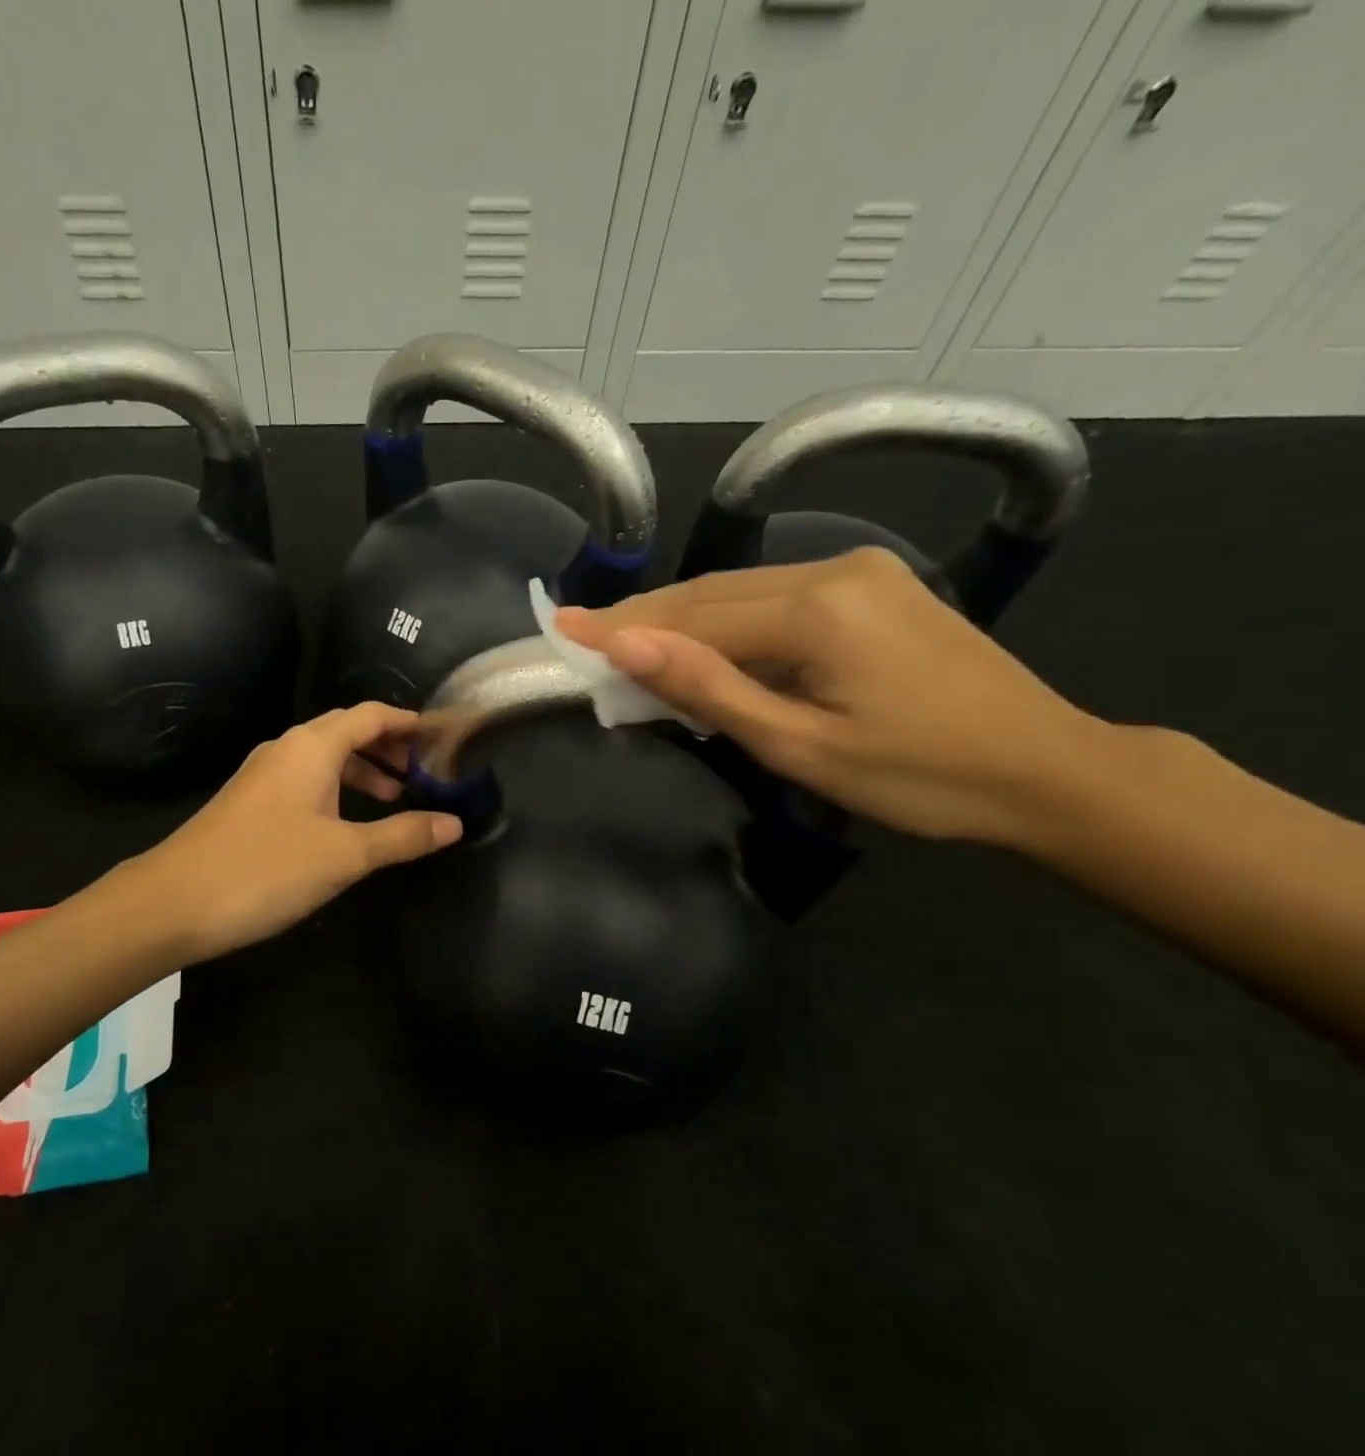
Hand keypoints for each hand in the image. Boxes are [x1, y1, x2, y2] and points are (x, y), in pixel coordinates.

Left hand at [122, 703, 461, 961]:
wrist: (174, 901)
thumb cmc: (267, 868)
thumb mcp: (345, 854)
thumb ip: (402, 836)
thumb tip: (454, 824)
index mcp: (312, 746)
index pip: (370, 715)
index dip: (409, 722)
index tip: (443, 738)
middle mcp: (287, 748)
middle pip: (348, 731)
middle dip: (389, 747)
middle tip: (427, 772)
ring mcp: (264, 774)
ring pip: (325, 757)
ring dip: (363, 771)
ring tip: (395, 798)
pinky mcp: (250, 801)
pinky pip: (305, 779)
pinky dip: (336, 788)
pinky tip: (347, 822)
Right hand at [556, 548, 1108, 846]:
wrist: (1049, 771)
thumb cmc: (923, 778)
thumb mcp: (802, 747)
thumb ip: (710, 689)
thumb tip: (626, 647)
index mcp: (820, 610)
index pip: (693, 616)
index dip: (622, 626)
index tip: (560, 626)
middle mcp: (835, 570)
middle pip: (711, 593)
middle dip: (643, 619)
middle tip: (582, 637)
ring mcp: (858, 572)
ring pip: (739, 592)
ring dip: (680, 621)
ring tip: (625, 645)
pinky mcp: (871, 586)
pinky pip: (773, 598)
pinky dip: (725, 623)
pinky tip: (700, 646)